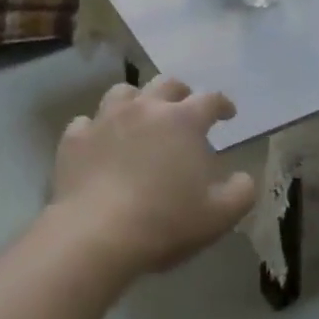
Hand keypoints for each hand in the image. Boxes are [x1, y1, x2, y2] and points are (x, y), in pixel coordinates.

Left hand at [52, 76, 256, 277]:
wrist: (96, 235)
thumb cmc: (164, 221)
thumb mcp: (219, 215)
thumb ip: (241, 192)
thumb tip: (244, 178)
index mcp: (183, 120)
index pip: (210, 100)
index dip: (222, 104)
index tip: (228, 114)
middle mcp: (145, 108)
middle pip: (166, 84)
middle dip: (180, 92)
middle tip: (185, 108)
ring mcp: (105, 119)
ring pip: (123, 93)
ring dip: (136, 101)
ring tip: (139, 117)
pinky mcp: (74, 139)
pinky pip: (86, 123)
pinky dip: (96, 129)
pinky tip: (99, 143)